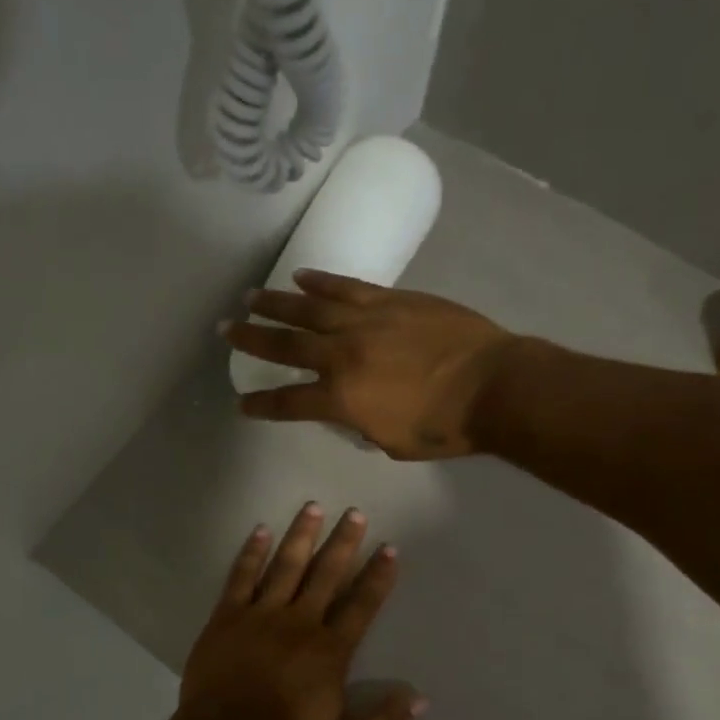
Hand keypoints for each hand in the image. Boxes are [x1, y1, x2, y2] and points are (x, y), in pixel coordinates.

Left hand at [178, 503, 423, 719]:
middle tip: (355, 513)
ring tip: (314, 507)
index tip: (389, 549)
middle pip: (326, 574)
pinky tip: (261, 531)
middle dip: (343, 542)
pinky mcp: (227, 617)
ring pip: (286, 566)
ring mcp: (260, 616)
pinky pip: (241, 577)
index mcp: (329, 652)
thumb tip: (421, 700)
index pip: (361, 605)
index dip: (377, 576)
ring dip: (302, 536)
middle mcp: (299, 624)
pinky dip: (252, 553)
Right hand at [223, 270, 525, 458]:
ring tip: (251, 297)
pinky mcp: (391, 300)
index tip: (241, 403)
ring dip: (276, 303)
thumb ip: (361, 425)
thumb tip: (352, 411)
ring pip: (310, 309)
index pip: (288, 402)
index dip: (261, 404)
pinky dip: (321, 281)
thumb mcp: (392, 442)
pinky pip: (347, 287)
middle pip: (286, 346)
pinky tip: (301, 277)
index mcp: (341, 399)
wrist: (493, 385)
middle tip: (226, 329)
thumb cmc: (445, 427)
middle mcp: (343, 355)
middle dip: (252, 339)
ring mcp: (366, 321)